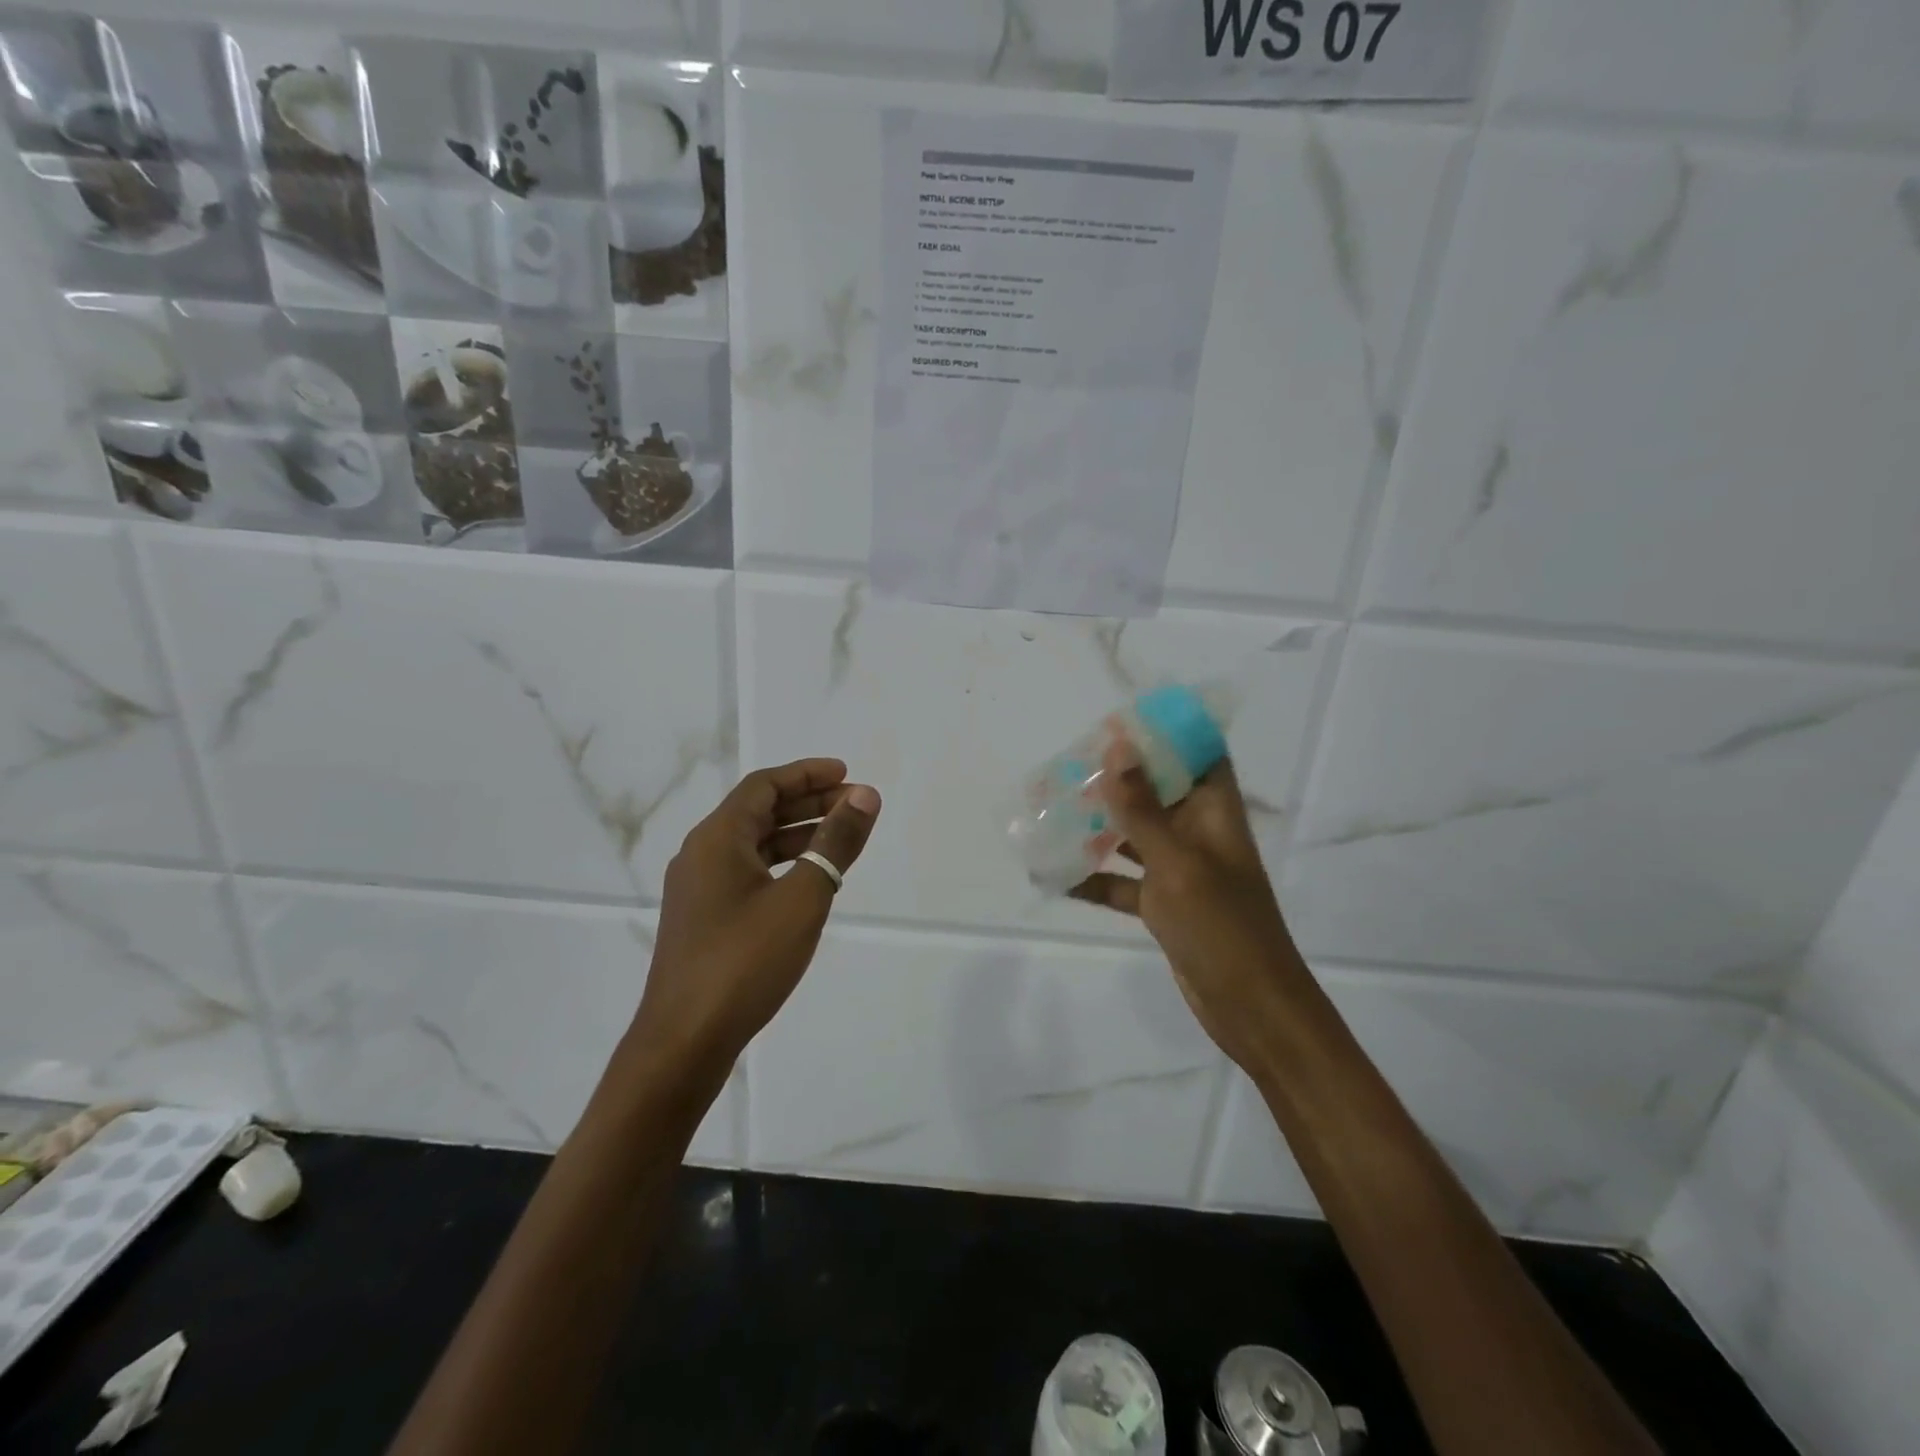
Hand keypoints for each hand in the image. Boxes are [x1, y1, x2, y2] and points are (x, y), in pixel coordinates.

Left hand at [630, 758, 880, 1077]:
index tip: (846, 774)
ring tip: (842, 840)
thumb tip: (865, 796)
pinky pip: (748, 872)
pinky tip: (810, 882)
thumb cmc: (745, 961)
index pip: (764, 785)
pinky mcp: (704, 919)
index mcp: (717, 838)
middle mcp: (701, 854)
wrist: (684, 1041)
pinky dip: (782, 864)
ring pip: (754, 844)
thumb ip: (835, 843)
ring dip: (798, 834)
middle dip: (809, 803)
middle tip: (855, 806)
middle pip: (759, 811)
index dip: (807, 774)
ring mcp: (699, 889)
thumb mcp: (802, 898)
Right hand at [1070, 740, 1305, 1073]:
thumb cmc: (1221, 927)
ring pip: (1133, 835)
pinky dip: (1092, 879)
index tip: (1121, 722)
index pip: (1199, 754)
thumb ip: (1143, 808)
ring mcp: (1179, 870)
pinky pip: (1122, 882)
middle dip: (1116, 778)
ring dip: (1096, 826)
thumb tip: (1117, 746)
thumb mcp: (1176, 863)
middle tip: (1067, 765)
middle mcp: (1198, 834)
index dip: (1167, 733)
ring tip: (1051, 811)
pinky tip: (1053, 877)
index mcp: (1214, 813)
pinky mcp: (1163, 904)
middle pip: (1157, 791)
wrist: (1250, 1008)